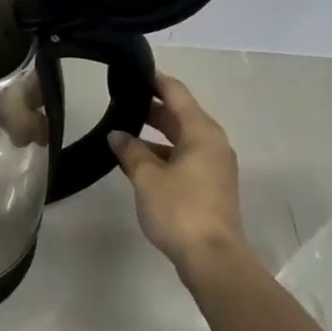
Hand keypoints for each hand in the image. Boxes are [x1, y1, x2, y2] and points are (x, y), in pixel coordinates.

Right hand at [109, 74, 248, 285]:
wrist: (212, 258)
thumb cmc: (180, 210)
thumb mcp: (147, 177)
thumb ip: (130, 151)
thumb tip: (118, 135)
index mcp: (202, 132)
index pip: (176, 93)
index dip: (155, 80)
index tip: (133, 71)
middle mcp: (212, 143)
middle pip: (180, 115)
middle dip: (151, 108)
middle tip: (120, 100)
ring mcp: (213, 166)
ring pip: (181, 139)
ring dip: (154, 135)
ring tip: (122, 132)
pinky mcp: (210, 187)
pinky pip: (183, 158)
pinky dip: (162, 155)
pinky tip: (137, 163)